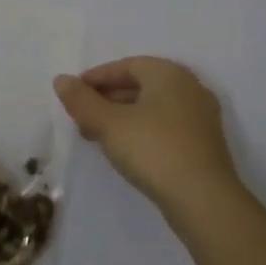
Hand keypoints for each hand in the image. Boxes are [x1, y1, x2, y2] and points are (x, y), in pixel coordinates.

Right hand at [53, 57, 246, 225]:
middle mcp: (189, 87)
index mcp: (169, 73)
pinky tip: (125, 150)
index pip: (127, 65)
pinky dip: (142, 130)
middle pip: (141, 85)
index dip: (97, 77)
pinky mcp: (204, 143)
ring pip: (153, 107)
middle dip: (108, 98)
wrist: (203, 199)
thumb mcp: (109, 124)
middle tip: (82, 116)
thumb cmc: (153, 149)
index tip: (74, 93)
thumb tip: (61, 80)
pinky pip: (166, 126)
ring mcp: (201, 117)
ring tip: (96, 136)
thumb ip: (82, 101)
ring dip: (123, 116)